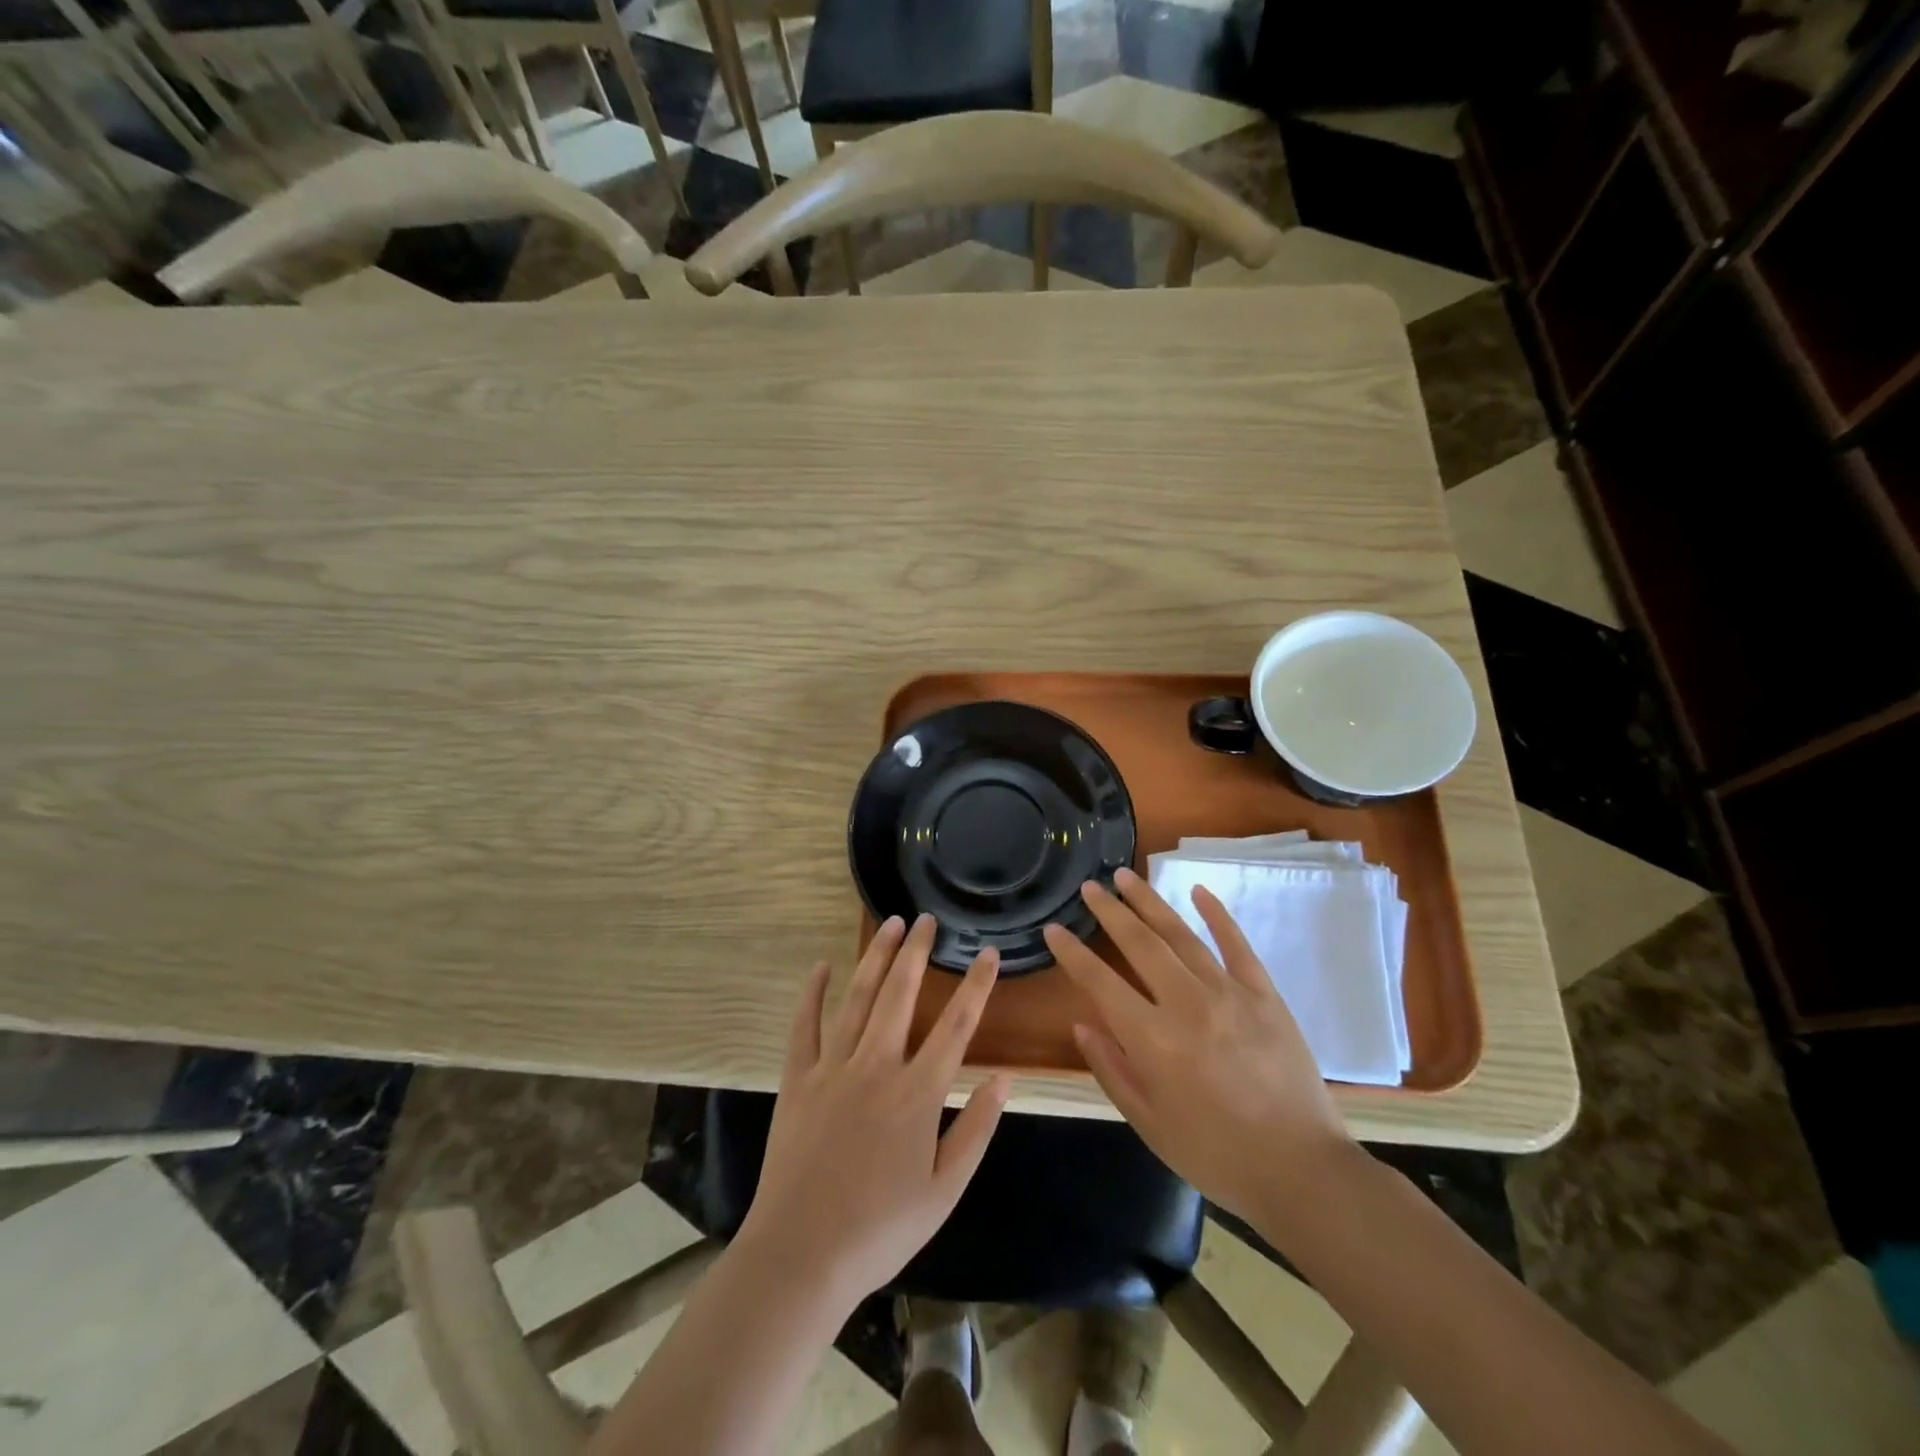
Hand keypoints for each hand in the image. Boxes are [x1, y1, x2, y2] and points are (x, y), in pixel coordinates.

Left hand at [740, 914, 1010, 1307]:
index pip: (956, 1025)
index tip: (988, 952)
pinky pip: (805, 1026)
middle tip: (927, 919)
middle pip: (901, 994)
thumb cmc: (881, 1228)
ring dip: (876, 957)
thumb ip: (977, 1129)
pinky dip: (813, 993)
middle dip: (917, 952)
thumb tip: (1004, 1077)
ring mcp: (833, 1068)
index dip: (976, 985)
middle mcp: (877, 1066)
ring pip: (858, 998)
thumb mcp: (945, 1189)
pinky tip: (823, 966)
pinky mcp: (797, 1079)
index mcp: (917, 1093)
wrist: (802, 1255)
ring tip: (891, 925)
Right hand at [1042, 867, 1354, 1222]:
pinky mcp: (1264, 995)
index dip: (1072, 954)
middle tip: (1089, 886)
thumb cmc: (1215, 1154)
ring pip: (1181, 935)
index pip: (1100, 983)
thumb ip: (1112, 1070)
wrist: (1300, 1171)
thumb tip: (1082, 1025)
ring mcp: (1229, 994)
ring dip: (1150, 902)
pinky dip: (1216, 915)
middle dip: (1109, 911)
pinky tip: (1198, 891)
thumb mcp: (1149, 1123)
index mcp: (1153, 1040)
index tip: (1053, 929)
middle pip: (1139, 944)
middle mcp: (1186, 1004)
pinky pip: (1236, 945)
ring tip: (1125, 876)